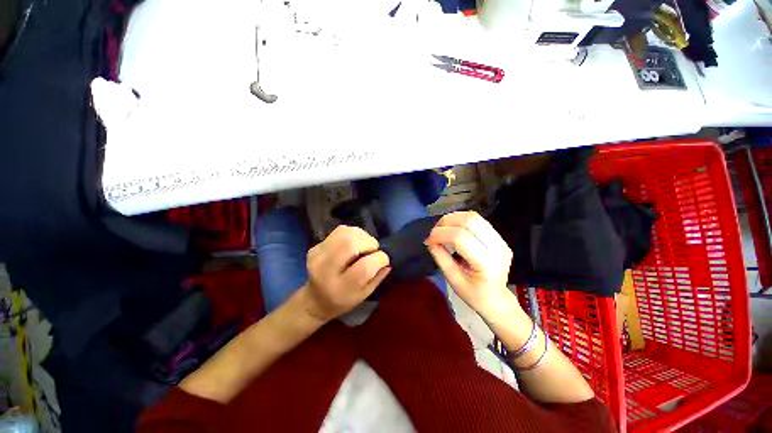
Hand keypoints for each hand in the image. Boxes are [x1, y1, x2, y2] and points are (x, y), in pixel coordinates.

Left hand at [304, 225, 390, 321]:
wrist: (315, 299)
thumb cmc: (343, 300)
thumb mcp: (364, 295)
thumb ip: (377, 277)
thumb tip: (387, 260)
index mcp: (339, 287)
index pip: (364, 267)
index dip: (379, 259)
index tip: (384, 260)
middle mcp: (325, 269)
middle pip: (350, 243)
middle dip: (369, 242)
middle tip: (373, 249)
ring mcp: (318, 254)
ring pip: (346, 232)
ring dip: (361, 236)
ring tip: (364, 246)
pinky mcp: (317, 245)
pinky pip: (340, 230)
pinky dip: (353, 233)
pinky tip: (354, 243)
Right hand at [425, 211, 514, 317]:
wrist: (496, 299)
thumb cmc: (473, 294)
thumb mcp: (452, 279)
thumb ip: (440, 257)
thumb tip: (429, 240)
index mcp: (486, 263)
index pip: (460, 237)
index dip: (440, 234)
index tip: (428, 240)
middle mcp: (498, 247)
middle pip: (470, 221)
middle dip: (447, 222)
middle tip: (434, 231)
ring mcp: (501, 240)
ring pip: (474, 217)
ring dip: (453, 218)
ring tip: (442, 228)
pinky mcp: (499, 237)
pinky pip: (478, 220)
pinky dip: (460, 220)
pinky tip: (452, 228)